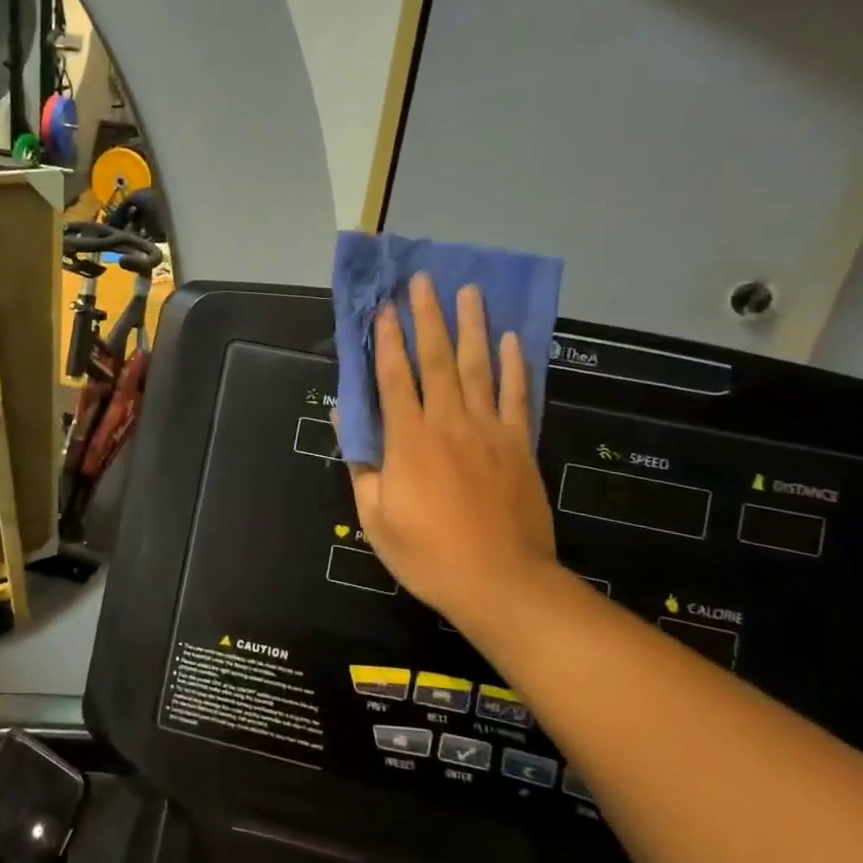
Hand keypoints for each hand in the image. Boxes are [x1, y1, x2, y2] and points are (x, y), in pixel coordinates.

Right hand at [349, 276, 557, 642]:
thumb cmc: (427, 554)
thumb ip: (360, 462)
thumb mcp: (375, 515)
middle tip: (423, 280)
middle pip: (437, 359)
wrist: (500, 582)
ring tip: (468, 291)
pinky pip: (516, 396)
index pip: (394, 377)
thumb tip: (343, 416)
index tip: (383, 307)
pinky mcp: (519, 445)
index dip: (387, 340)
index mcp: (408, 440)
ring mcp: (489, 430)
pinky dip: (515, 365)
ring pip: (478, 367)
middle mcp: (448, 422)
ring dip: (471, 326)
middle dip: (427, 317)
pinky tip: (512, 339)